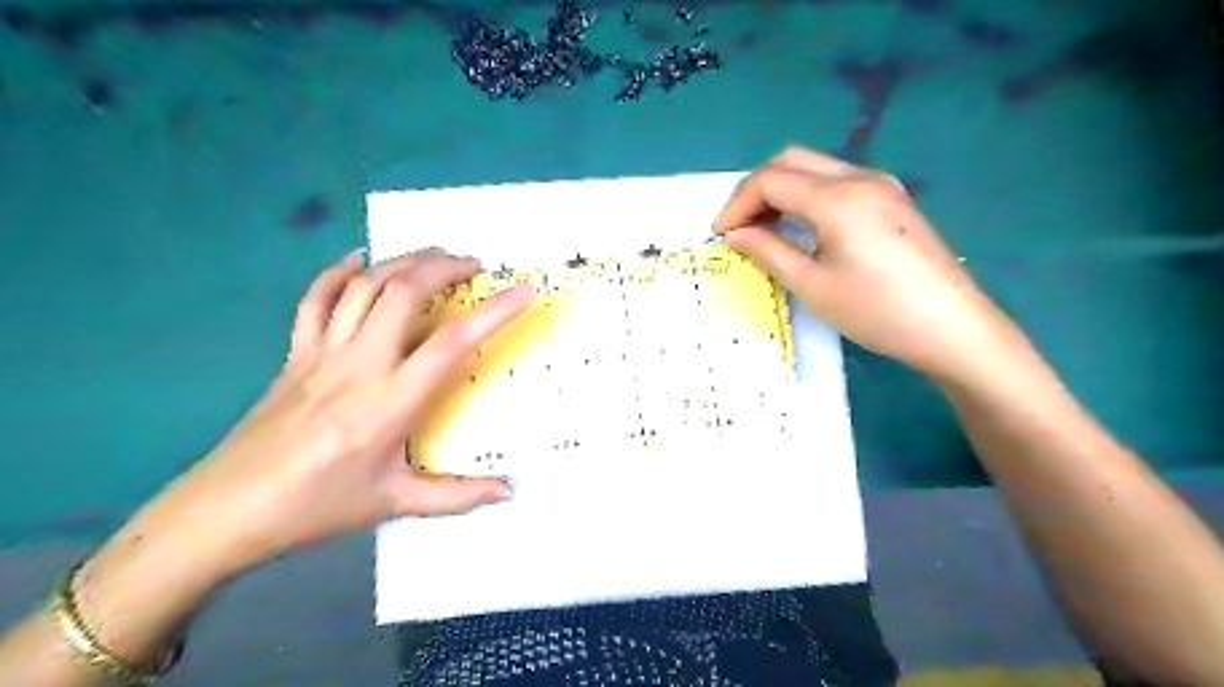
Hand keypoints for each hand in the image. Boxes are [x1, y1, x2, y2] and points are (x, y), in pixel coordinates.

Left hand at [134, 248, 532, 577]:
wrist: (226, 510)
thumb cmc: (317, 506)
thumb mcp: (394, 504)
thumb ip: (458, 496)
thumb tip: (509, 491)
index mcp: (391, 401)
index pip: (453, 342)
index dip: (494, 311)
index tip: (524, 290)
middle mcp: (360, 364)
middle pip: (404, 292)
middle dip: (444, 267)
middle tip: (474, 265)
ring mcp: (322, 353)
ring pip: (365, 286)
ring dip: (404, 261)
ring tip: (434, 256)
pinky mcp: (295, 353)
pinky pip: (316, 299)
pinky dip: (339, 272)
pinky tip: (359, 259)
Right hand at [720, 149, 1015, 381]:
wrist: (952, 328)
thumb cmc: (877, 312)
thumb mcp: (812, 286)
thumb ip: (769, 251)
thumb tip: (735, 233)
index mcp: (838, 198)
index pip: (770, 180)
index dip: (737, 203)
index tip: (721, 235)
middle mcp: (859, 177)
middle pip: (790, 160)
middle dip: (755, 189)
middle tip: (739, 227)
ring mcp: (880, 184)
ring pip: (813, 167)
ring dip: (780, 190)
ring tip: (763, 229)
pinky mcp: (890, 199)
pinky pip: (835, 181)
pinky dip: (805, 195)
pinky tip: (800, 227)